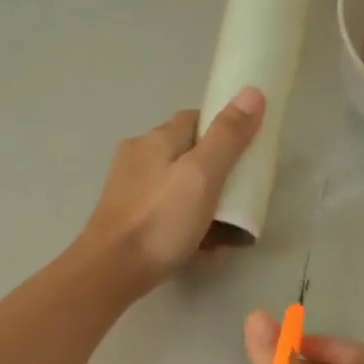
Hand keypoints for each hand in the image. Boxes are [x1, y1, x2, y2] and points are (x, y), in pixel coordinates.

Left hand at [78, 89, 265, 292]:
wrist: (111, 271)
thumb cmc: (160, 221)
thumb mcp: (202, 176)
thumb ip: (227, 137)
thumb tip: (252, 92)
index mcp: (156, 139)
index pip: (196, 119)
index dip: (224, 131)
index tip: (245, 155)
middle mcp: (137, 156)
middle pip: (186, 153)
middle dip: (214, 171)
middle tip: (237, 198)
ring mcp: (127, 188)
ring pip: (174, 184)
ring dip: (199, 200)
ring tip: (221, 228)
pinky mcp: (124, 217)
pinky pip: (163, 209)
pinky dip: (181, 220)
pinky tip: (196, 243)